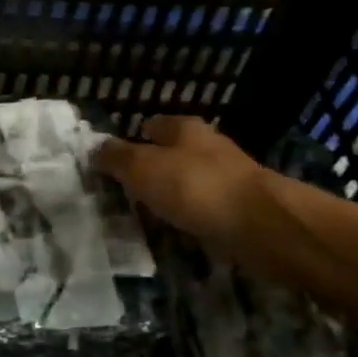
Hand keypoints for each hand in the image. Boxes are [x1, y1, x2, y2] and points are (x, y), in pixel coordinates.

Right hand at [96, 116, 291, 260]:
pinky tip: (177, 231)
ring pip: (189, 182)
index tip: (111, 160)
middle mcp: (207, 147)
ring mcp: (228, 178)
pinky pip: (204, 209)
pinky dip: (190, 216)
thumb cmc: (196, 187)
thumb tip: (94, 147)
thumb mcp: (144, 168)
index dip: (132, 139)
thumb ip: (117, 158)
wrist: (263, 226)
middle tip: (123, 190)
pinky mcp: (241, 210)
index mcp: (184, 129)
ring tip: (145, 215)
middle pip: (172, 153)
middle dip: (151, 168)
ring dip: (171, 195)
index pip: (152, 125)